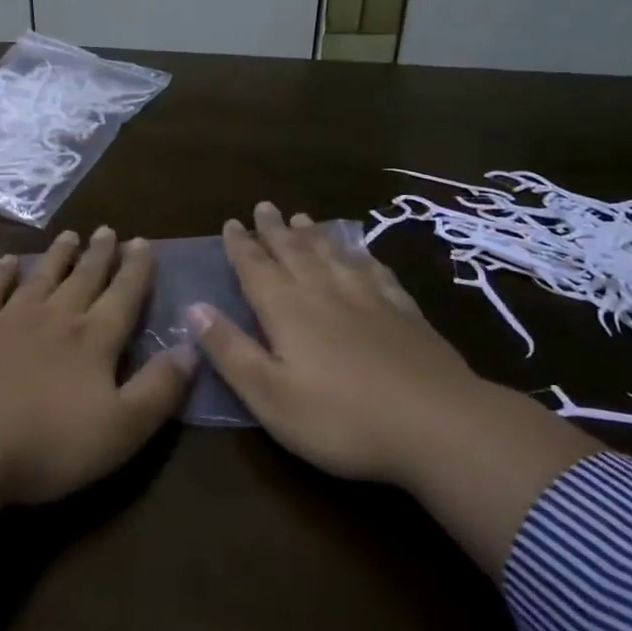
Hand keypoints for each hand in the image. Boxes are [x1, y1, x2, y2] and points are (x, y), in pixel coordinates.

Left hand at [0, 227, 195, 506]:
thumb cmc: (48, 444)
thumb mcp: (122, 429)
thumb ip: (159, 388)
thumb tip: (192, 349)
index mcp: (93, 340)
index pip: (124, 296)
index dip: (137, 270)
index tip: (143, 242)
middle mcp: (56, 317)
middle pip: (84, 278)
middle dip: (100, 254)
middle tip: (108, 230)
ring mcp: (10, 318)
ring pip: (42, 277)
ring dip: (58, 255)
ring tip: (70, 235)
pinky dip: (1, 272)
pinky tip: (8, 260)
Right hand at [187, 202, 481, 484]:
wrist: (438, 424)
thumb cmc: (341, 418)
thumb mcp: (270, 394)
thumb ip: (230, 350)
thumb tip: (193, 307)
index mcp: (287, 309)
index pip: (256, 268)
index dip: (240, 245)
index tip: (232, 222)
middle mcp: (324, 292)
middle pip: (294, 251)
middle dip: (275, 229)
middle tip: (264, 206)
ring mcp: (369, 298)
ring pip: (333, 255)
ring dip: (314, 235)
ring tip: (303, 217)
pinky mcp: (404, 312)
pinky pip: (375, 272)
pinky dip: (361, 257)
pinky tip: (361, 254)